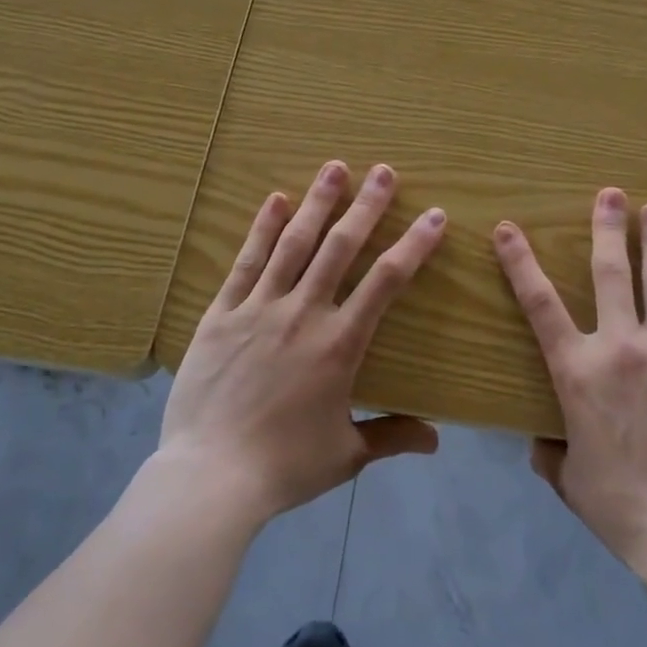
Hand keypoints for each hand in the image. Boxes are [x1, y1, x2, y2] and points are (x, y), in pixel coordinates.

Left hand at [160, 161, 444, 523]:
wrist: (210, 477)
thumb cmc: (284, 466)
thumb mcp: (346, 454)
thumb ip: (392, 436)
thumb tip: (436, 439)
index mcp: (340, 343)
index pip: (387, 281)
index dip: (414, 244)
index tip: (434, 215)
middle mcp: (304, 313)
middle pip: (341, 247)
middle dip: (366, 205)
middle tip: (384, 171)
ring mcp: (259, 309)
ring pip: (294, 244)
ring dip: (317, 203)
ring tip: (335, 168)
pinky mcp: (221, 314)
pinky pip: (246, 263)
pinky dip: (262, 228)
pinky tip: (275, 200)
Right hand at [494, 189, 646, 576]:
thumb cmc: (620, 506)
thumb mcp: (570, 479)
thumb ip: (552, 453)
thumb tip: (543, 443)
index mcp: (578, 370)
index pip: (539, 304)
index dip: (520, 261)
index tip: (508, 227)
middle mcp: (621, 346)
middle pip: (610, 273)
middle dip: (607, 228)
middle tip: (611, 193)